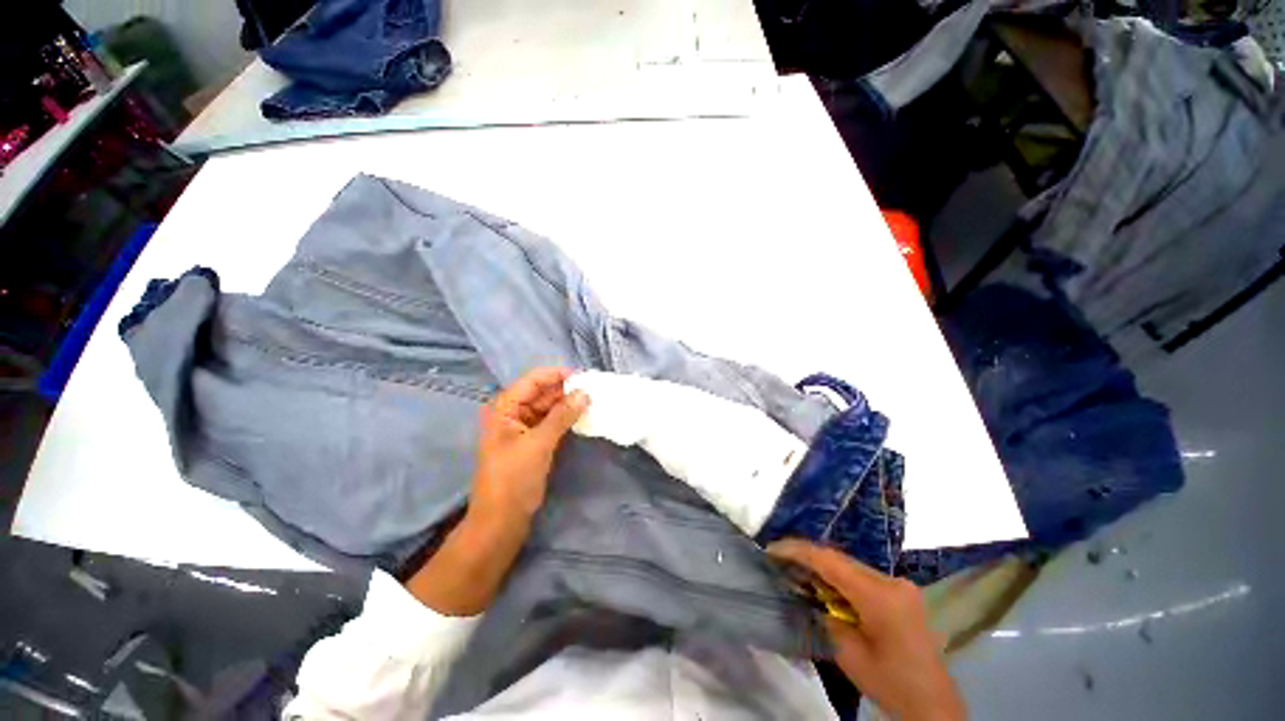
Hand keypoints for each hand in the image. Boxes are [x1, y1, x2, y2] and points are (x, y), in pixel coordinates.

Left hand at [407, 368, 587, 616]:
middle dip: (565, 389)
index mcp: (504, 408)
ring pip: (547, 407)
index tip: (583, 376)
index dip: (556, 375)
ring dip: (567, 404)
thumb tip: (584, 393)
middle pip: (540, 392)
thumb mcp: (539, 443)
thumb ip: (562, 415)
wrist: (501, 521)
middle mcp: (512, 413)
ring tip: (591, 400)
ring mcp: (522, 428)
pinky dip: (564, 418)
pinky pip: (550, 422)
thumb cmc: (514, 478)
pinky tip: (581, 416)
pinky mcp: (532, 442)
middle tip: (593, 389)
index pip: (532, 381)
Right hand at [768, 540, 965, 720]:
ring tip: (797, 569)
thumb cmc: (890, 684)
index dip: (798, 551)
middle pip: (840, 559)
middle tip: (780, 559)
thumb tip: (809, 593)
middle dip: (808, 556)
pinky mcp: (901, 592)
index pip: (830, 561)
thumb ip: (826, 617)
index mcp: (880, 597)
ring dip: (823, 566)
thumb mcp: (848, 655)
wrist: (932, 705)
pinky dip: (839, 577)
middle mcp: (892, 581)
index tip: (772, 549)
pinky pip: (862, 575)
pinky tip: (825, 584)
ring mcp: (900, 584)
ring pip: (850, 564)